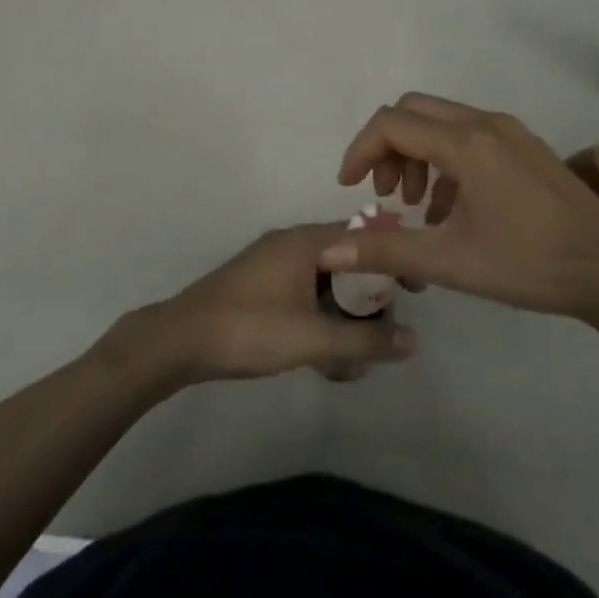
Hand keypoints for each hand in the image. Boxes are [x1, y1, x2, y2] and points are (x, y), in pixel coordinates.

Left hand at [117, 225, 416, 386]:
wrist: (181, 340)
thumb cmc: (251, 329)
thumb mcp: (314, 338)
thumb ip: (366, 339)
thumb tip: (415, 340)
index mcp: (306, 241)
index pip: (364, 236)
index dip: (393, 259)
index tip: (417, 289)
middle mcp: (292, 244)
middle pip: (347, 261)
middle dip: (369, 299)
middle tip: (383, 334)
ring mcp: (274, 265)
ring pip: (325, 283)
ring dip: (344, 317)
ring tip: (353, 359)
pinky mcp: (261, 287)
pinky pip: (305, 294)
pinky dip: (321, 320)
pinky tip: (325, 360)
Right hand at [320, 93, 598, 351]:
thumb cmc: (529, 264)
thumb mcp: (450, 262)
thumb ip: (385, 250)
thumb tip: (327, 252)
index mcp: (466, 143)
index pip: (391, 124)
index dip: (360, 151)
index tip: (350, 187)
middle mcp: (485, 123)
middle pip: (413, 112)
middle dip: (387, 147)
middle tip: (384, 194)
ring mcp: (508, 130)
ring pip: (441, 121)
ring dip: (416, 154)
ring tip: (416, 206)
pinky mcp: (524, 144)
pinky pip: (468, 135)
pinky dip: (444, 160)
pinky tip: (452, 208)